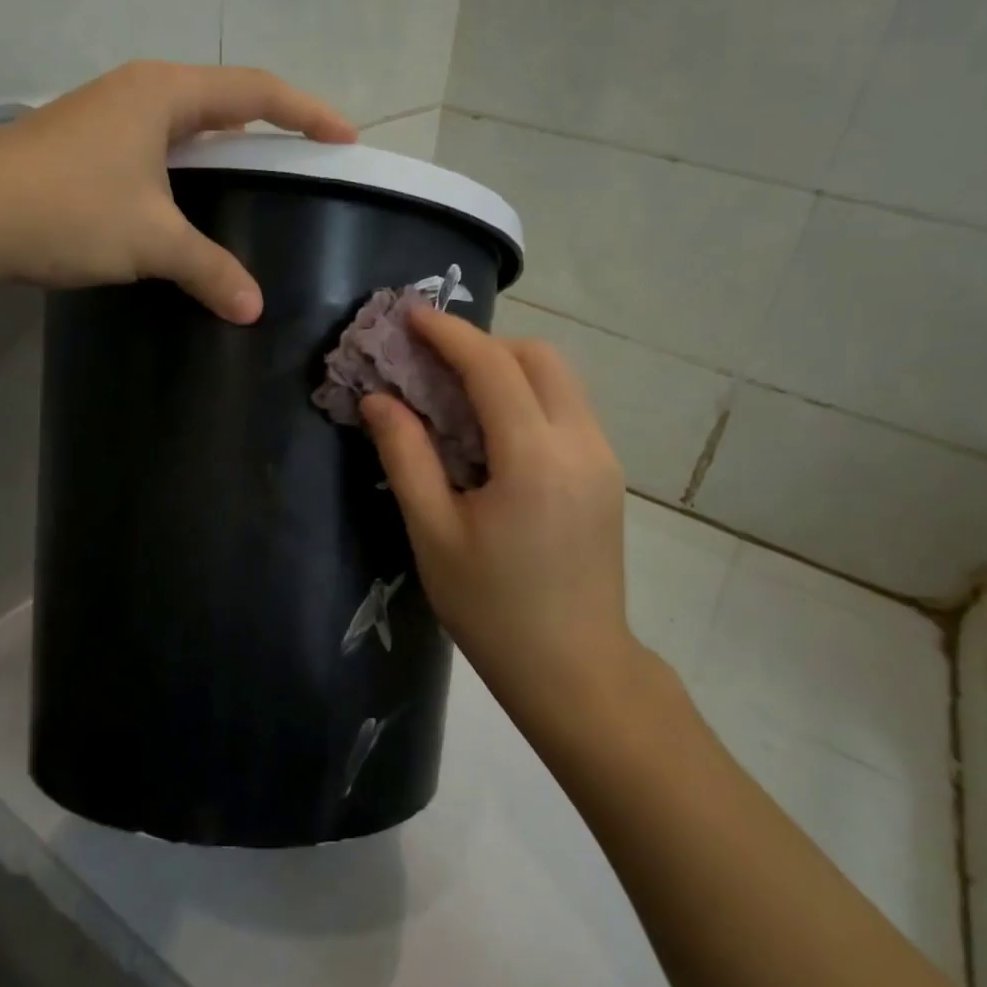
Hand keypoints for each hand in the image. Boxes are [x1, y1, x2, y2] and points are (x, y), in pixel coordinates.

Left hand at [0, 61, 353, 321]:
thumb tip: (253, 308)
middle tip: (306, 156)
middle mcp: (137, 92)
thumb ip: (210, 269)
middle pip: (223, 99)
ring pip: (185, 125)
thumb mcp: (151, 240)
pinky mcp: (84, 147)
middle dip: (270, 123)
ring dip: (225, 147)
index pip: (256, 92)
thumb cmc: (67, 209)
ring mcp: (106, 117)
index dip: (307, 113)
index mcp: (164, 93)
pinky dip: (188, 169)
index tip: (345, 137)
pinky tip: (191, 201)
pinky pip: (157, 148)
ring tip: (257, 178)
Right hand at [360, 307, 647, 729]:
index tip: (411, 315)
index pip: (492, 367)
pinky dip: (527, 396)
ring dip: (508, 368)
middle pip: (538, 358)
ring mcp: (602, 458)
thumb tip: (379, 399)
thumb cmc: (493, 609)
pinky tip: (492, 431)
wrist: (576, 670)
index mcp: (534, 458)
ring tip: (456, 393)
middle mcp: (580, 443)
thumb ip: (406, 456)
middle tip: (432, 363)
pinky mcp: (607, 475)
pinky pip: (567, 409)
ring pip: (559, 380)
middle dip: (483, 345)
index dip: (449, 334)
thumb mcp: (434, 534)